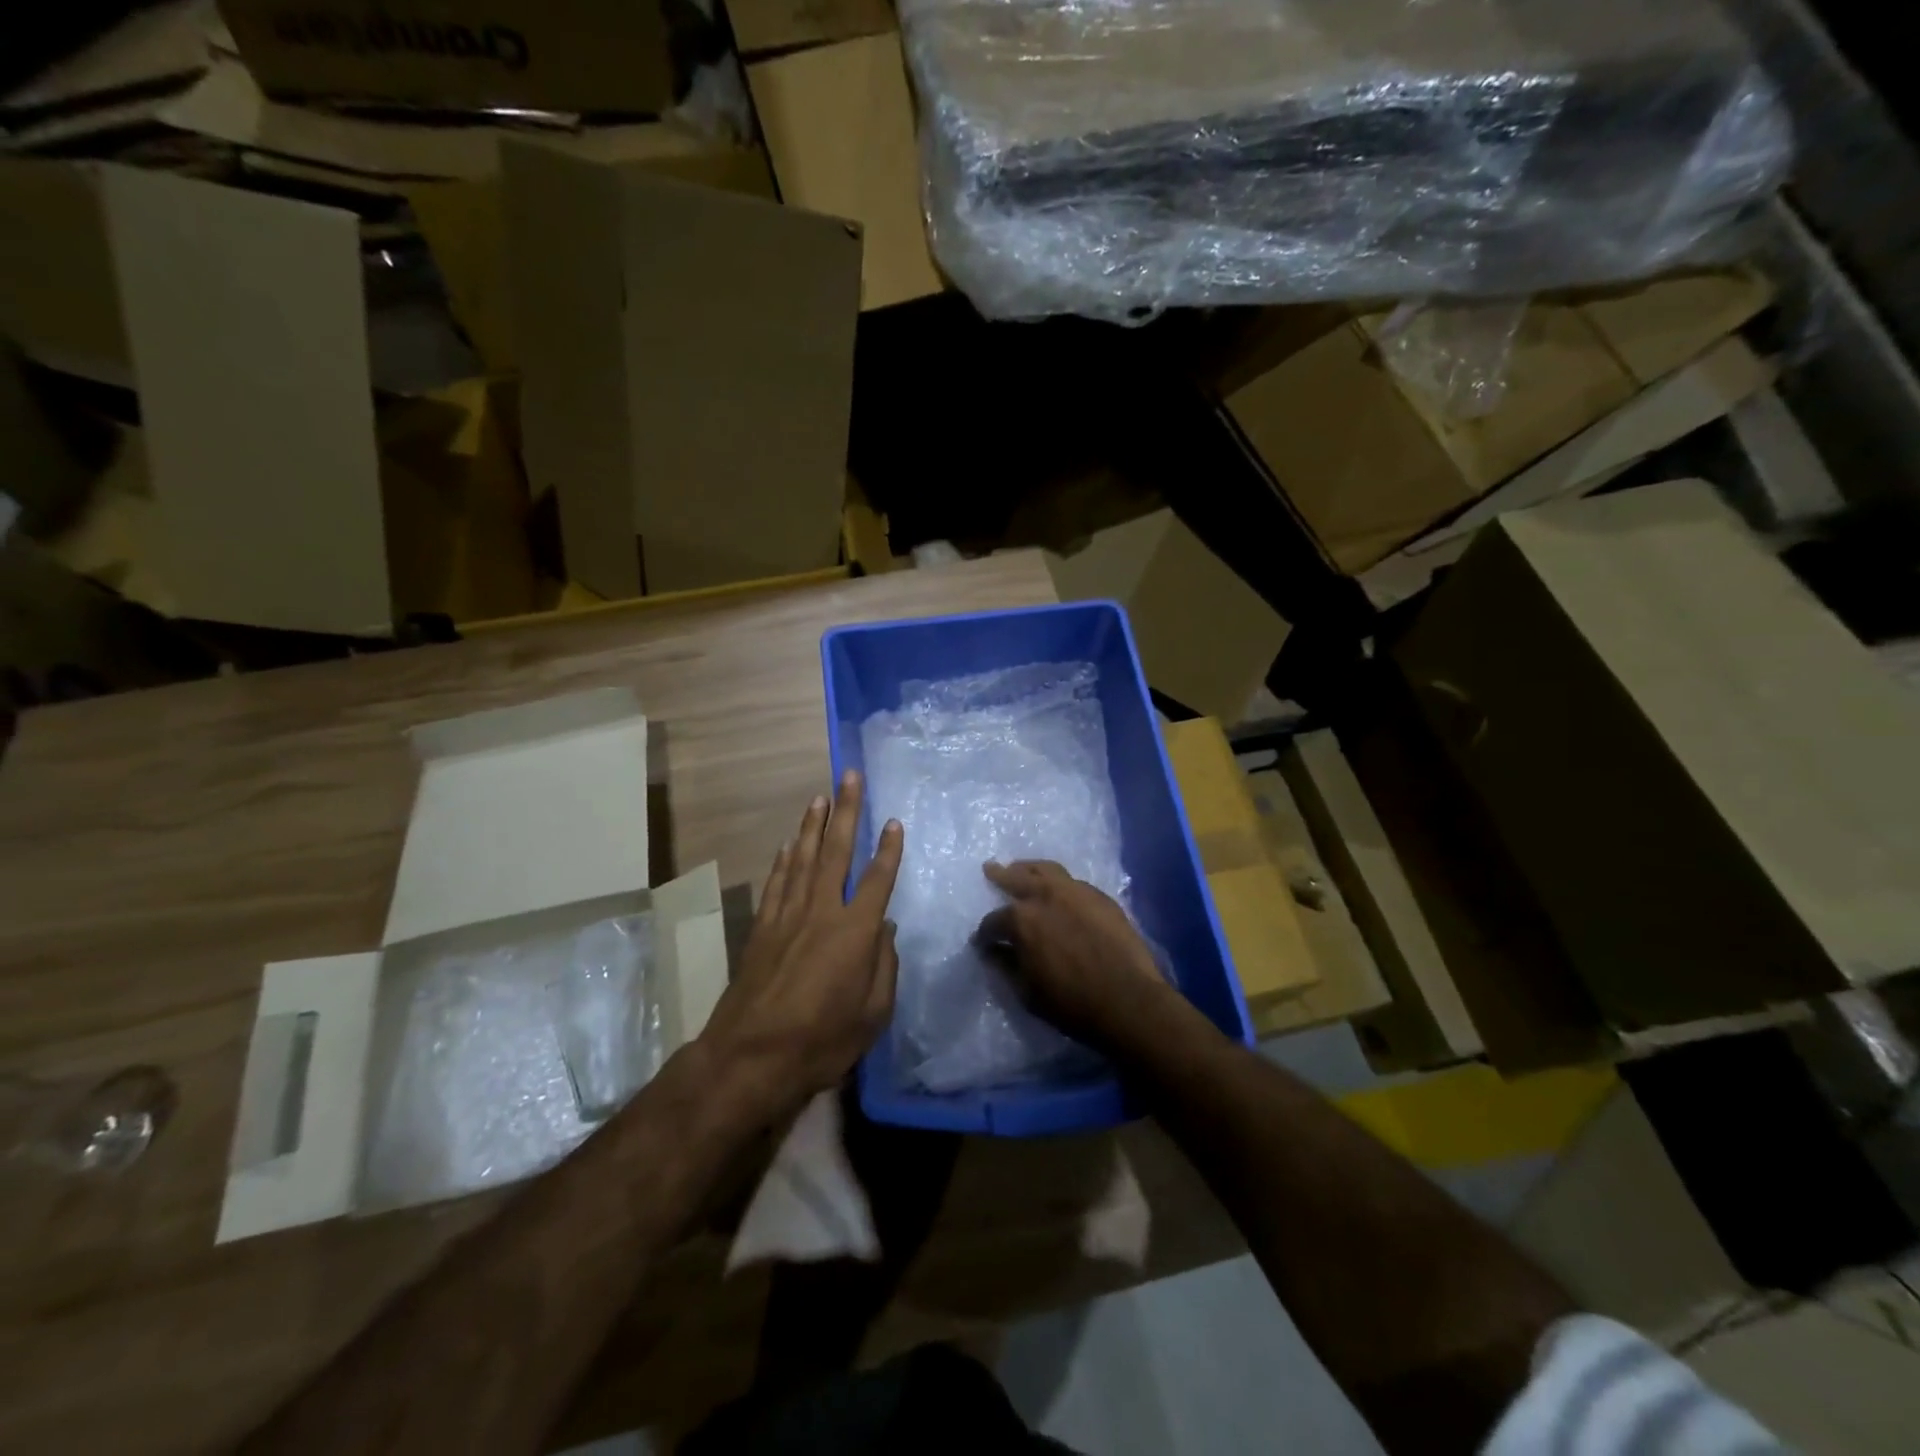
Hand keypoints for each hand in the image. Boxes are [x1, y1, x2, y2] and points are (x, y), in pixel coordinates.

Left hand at [700, 771, 903, 1118]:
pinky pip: (777, 882)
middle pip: (836, 851)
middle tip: (849, 777)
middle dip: (846, 812)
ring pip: (803, 858)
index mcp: (855, 932)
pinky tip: (790, 844)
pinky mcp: (762, 928)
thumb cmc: (822, 1041)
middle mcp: (822, 911)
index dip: (888, 850)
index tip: (893, 821)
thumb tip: (884, 928)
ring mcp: (788, 916)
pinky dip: (784, 860)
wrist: (751, 1057)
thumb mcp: (873, 1013)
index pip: (877, 879)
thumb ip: (884, 966)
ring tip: (820, 797)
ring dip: (813, 825)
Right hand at [975, 861, 1167, 1049]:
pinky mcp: (1100, 896)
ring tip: (1022, 868)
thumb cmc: (1071, 1003)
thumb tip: (992, 951)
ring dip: (1030, 868)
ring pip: (1047, 870)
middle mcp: (1045, 895)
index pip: (993, 921)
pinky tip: (1058, 890)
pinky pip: (1072, 881)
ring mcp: (1075, 891)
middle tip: (990, 868)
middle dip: (1000, 875)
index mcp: (1021, 920)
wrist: (1128, 1000)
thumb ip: (1005, 966)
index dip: (985, 933)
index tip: (983, 941)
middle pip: (1016, 878)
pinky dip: (1058, 882)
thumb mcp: (1026, 992)